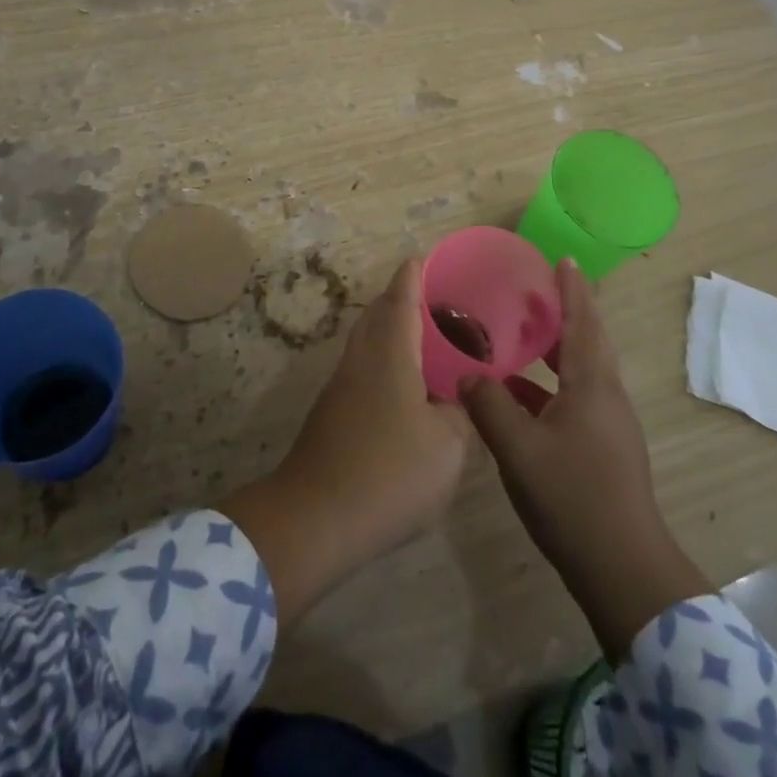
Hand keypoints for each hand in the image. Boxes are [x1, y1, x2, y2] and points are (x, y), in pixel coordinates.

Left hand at [219, 259, 469, 625]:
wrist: (316, 518)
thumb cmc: (390, 473)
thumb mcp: (447, 446)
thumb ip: (460, 414)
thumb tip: (460, 397)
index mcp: (390, 355)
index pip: (400, 300)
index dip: (412, 276)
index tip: (422, 257)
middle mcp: (360, 360)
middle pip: (377, 315)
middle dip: (399, 299)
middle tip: (433, 300)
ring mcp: (340, 387)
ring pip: (366, 342)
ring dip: (389, 330)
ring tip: (424, 340)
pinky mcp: (330, 414)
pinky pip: (361, 369)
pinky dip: (382, 361)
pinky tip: (403, 387)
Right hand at [460, 259, 711, 661]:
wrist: (623, 569)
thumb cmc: (573, 498)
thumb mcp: (519, 449)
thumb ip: (490, 405)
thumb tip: (468, 374)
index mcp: (592, 385)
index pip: (583, 322)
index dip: (572, 289)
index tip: (562, 260)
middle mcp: (605, 396)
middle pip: (586, 342)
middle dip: (564, 313)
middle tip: (534, 291)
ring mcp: (607, 425)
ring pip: (580, 372)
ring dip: (554, 350)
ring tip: (521, 334)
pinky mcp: (603, 449)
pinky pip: (574, 398)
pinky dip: (548, 386)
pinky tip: (517, 395)